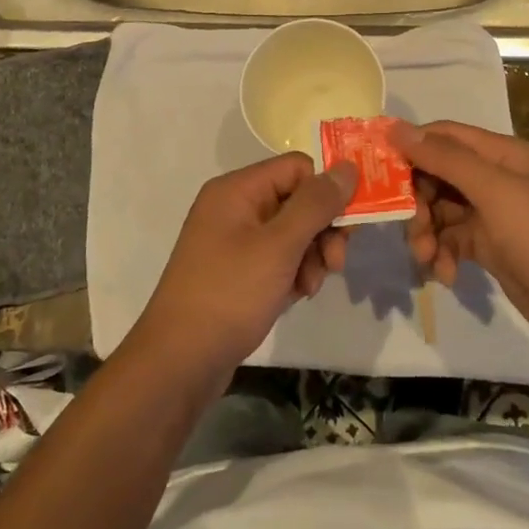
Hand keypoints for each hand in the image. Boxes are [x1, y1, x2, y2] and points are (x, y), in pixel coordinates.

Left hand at [133, 154, 357, 373]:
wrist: (180, 361)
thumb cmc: (229, 294)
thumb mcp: (279, 246)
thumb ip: (316, 204)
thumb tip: (348, 167)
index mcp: (237, 190)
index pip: (297, 168)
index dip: (326, 191)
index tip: (348, 225)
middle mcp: (235, 208)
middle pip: (297, 200)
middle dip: (322, 230)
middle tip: (336, 263)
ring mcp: (234, 241)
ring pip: (292, 232)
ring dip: (312, 256)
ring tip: (310, 287)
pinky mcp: (238, 272)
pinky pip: (278, 258)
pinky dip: (294, 273)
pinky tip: (298, 295)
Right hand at [391, 120, 528, 355]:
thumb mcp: (495, 192)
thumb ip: (446, 158)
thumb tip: (396, 127)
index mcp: (504, 154)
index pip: (445, 135)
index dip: (411, 147)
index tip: (375, 168)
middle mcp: (498, 177)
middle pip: (439, 174)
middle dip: (418, 200)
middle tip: (409, 227)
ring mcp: (495, 214)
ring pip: (441, 210)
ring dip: (427, 232)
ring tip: (426, 258)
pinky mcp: (492, 247)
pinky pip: (453, 240)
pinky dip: (443, 254)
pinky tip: (446, 275)